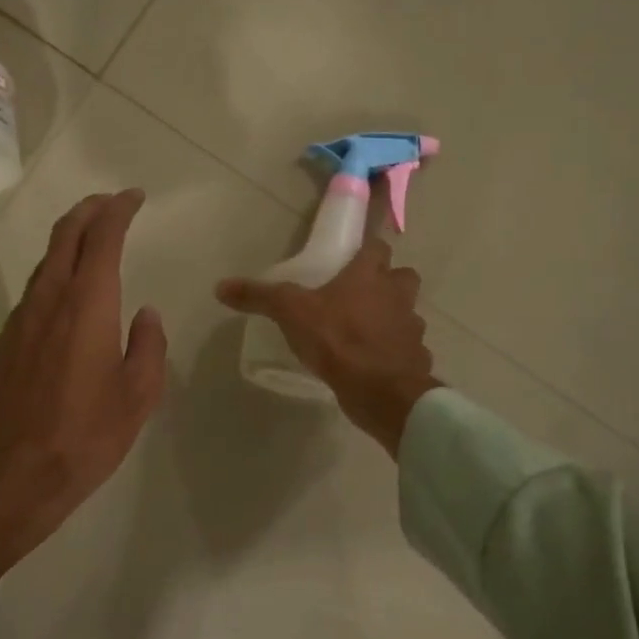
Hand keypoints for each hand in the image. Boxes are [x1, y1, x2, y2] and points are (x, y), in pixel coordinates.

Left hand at [0, 190, 166, 577]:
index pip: (101, 237)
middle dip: (88, 210)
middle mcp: (49, 300)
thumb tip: (145, 315)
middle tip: (111, 204)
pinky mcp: (5, 342)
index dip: (118, 210)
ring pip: (46, 261)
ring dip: (69, 239)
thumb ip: (148, 346)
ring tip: (92, 239)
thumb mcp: (138, 396)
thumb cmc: (85, 436)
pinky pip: (34, 290)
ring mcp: (20, 320)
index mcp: (87, 306)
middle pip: (64, 235)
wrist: (11, 478)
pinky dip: (55, 272)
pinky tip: (68, 293)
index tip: (134, 198)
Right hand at [216, 238, 440, 456]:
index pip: (377, 247)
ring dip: (394, 318)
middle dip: (389, 281)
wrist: (380, 390)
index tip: (353, 257)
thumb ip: (260, 297)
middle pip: (403, 277)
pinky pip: (409, 350)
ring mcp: (412, 328)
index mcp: (370, 276)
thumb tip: (221, 286)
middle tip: (363, 294)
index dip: (367, 250)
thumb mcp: (290, 313)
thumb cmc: (337, 339)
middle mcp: (397, 295)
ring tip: (367, 332)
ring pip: (408, 314)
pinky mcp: (417, 359)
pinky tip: (376, 365)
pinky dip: (396, 354)